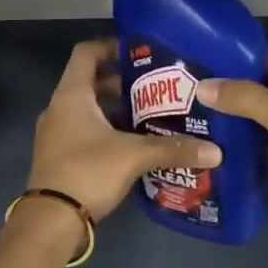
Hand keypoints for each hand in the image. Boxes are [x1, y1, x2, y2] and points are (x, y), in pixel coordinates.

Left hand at [27, 39, 221, 221]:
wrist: (51, 221)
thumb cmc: (88, 172)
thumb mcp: (134, 155)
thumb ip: (173, 148)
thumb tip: (216, 151)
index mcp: (71, 95)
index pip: (86, 53)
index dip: (111, 46)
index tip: (140, 51)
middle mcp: (59, 109)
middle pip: (90, 82)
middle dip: (122, 83)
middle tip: (156, 88)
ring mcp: (56, 134)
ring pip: (89, 110)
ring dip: (116, 110)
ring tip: (151, 116)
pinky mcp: (61, 157)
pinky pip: (86, 133)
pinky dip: (108, 132)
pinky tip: (135, 145)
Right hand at [198, 48, 267, 244]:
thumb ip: (247, 99)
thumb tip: (202, 86)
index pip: (267, 57)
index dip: (234, 56)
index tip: (197, 55)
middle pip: (259, 84)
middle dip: (226, 84)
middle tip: (183, 84)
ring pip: (256, 112)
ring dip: (229, 111)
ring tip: (187, 107)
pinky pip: (257, 138)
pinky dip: (237, 137)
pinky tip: (207, 136)